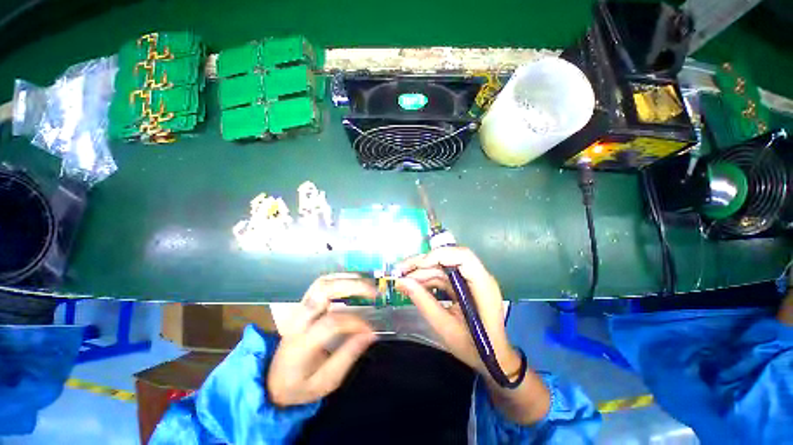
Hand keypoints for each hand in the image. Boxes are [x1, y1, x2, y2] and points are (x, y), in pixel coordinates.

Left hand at [267, 273, 376, 406]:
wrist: (273, 380)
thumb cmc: (300, 385)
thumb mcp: (325, 382)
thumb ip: (348, 356)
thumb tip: (371, 334)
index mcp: (301, 344)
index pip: (331, 323)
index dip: (354, 322)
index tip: (370, 330)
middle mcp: (298, 320)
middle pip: (323, 291)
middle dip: (352, 287)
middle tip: (373, 292)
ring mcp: (299, 309)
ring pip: (322, 282)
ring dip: (346, 279)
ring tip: (367, 283)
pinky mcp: (303, 305)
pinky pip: (321, 283)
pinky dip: (339, 278)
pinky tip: (354, 282)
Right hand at [396, 247, 520, 378]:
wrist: (493, 359)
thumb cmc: (474, 348)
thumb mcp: (445, 327)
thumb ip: (424, 302)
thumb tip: (402, 282)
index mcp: (482, 286)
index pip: (463, 257)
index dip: (439, 256)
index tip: (417, 266)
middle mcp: (478, 277)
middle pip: (449, 258)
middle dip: (423, 262)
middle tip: (400, 269)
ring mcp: (471, 280)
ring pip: (443, 266)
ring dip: (422, 271)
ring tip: (402, 279)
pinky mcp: (464, 285)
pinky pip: (443, 276)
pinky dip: (427, 280)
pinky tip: (413, 285)